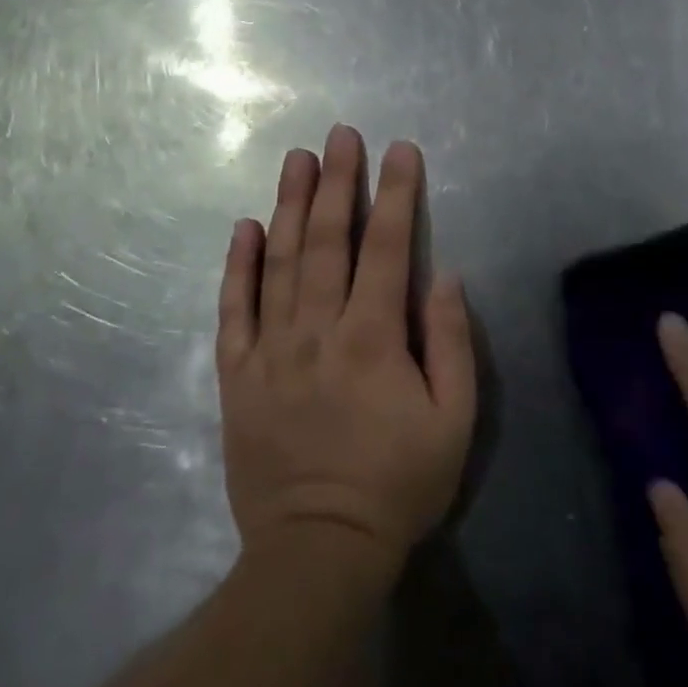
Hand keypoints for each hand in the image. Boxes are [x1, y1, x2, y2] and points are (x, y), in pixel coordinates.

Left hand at [217, 125, 475, 578]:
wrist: (317, 552)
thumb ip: (451, 343)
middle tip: (339, 134)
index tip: (400, 150)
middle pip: (328, 240)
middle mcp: (318, 329)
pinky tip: (244, 227)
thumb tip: (444, 276)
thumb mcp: (453, 422)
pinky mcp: (238, 375)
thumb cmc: (397, 485)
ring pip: (279, 261)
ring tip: (296, 159)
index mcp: (373, 337)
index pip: (389, 247)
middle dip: (337, 181)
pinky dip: (238, 266)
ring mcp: (271, 350)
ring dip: (289, 204)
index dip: (396, 194)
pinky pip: (234, 310)